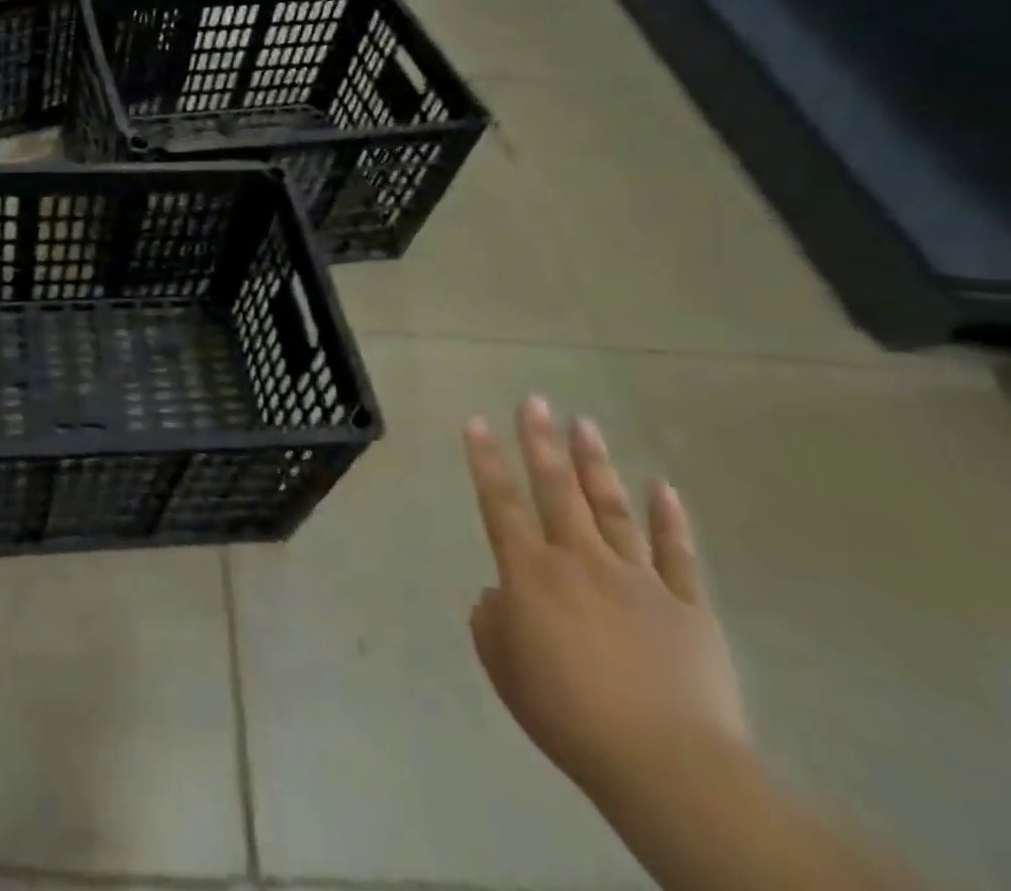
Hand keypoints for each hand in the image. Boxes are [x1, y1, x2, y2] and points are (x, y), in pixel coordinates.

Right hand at [464, 399, 748, 806]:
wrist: (666, 765)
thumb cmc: (566, 713)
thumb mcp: (503, 665)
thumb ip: (492, 619)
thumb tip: (503, 596)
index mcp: (530, 573)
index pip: (499, 502)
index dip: (485, 460)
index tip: (476, 420)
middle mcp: (580, 560)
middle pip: (557, 489)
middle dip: (541, 441)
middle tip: (534, 400)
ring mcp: (639, 580)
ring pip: (612, 508)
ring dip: (596, 464)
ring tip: (585, 423)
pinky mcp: (688, 608)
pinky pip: (678, 554)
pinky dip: (670, 518)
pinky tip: (663, 485)